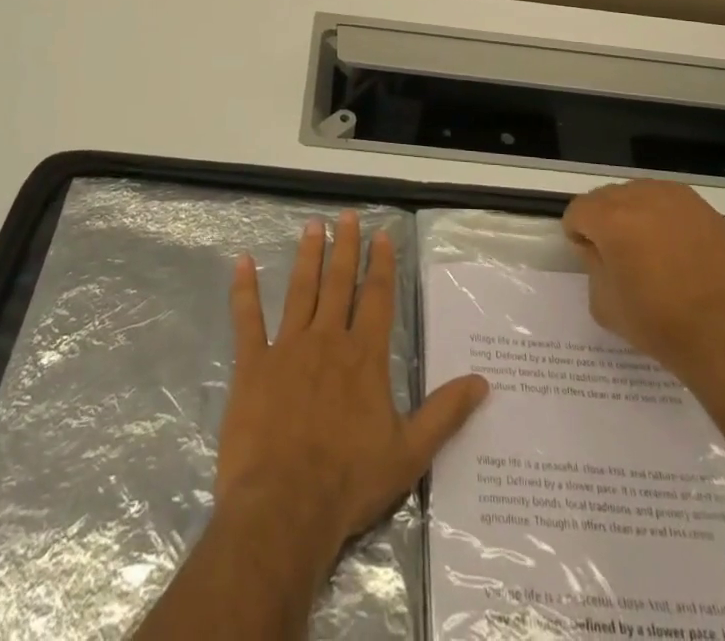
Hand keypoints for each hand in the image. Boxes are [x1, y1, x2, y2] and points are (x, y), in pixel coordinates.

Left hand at [215, 211, 488, 566]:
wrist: (285, 507)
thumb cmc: (349, 481)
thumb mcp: (410, 453)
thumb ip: (445, 413)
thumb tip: (483, 382)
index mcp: (364, 356)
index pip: (377, 297)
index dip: (381, 264)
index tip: (381, 235)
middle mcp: (328, 340)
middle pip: (339, 282)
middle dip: (345, 247)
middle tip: (346, 216)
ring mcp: (288, 348)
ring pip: (301, 290)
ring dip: (307, 256)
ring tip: (312, 226)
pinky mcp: (253, 365)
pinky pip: (248, 320)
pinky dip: (244, 289)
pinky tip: (242, 262)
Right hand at [562, 180, 724, 381]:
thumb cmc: (659, 325)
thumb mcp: (604, 304)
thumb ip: (591, 265)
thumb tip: (597, 248)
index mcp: (611, 219)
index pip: (578, 210)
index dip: (578, 233)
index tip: (589, 256)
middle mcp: (642, 197)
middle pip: (607, 197)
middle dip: (604, 220)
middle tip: (617, 254)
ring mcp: (677, 199)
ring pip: (640, 194)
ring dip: (635, 214)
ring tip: (649, 248)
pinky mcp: (705, 209)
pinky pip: (671, 202)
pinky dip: (665, 217)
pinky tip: (677, 247)